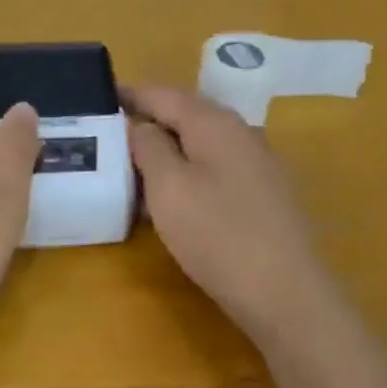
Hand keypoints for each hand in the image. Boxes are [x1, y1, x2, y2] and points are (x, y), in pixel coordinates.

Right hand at [127, 85, 342, 346]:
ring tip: (135, 169)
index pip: (165, 95)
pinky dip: (189, 173)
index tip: (101, 97)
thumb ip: (149, 147)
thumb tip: (143, 126)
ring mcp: (259, 164)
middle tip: (112, 135)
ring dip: (168, 151)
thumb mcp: (168, 187)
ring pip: (202, 145)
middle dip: (149, 122)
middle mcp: (242, 133)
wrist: (285, 292)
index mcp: (215, 123)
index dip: (131, 94)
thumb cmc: (217, 234)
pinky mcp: (266, 195)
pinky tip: (174, 198)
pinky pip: (217, 170)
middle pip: (187, 116)